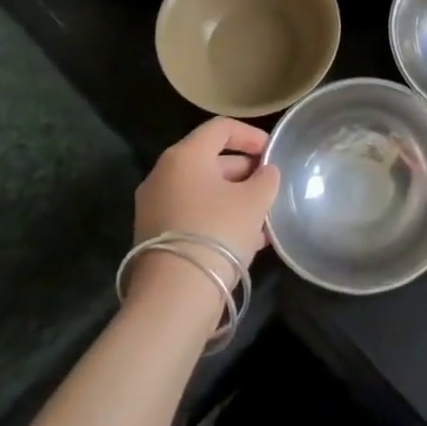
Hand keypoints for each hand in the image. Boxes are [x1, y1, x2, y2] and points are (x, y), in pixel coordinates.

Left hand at [133, 118, 278, 287]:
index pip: (221, 128)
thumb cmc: (218, 232)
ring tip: (263, 219)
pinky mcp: (153, 236)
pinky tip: (245, 241)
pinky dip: (218, 218)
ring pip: (203, 191)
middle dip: (245, 172)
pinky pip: (192, 214)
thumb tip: (265, 173)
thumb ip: (266, 179)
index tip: (272, 152)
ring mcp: (154, 207)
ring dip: (234, 199)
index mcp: (184, 156)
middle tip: (270, 187)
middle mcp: (163, 175)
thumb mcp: (255, 201)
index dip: (251, 135)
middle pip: (210, 160)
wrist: (174, 297)